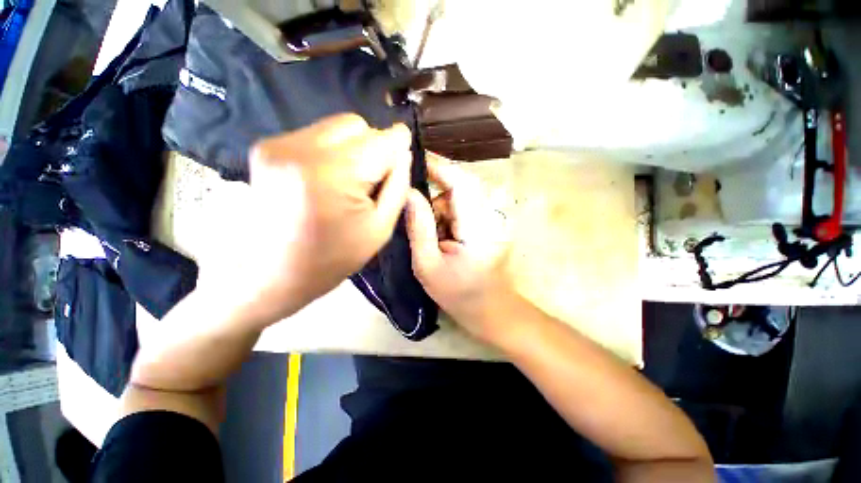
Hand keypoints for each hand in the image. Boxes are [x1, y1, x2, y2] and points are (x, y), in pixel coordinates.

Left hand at [207, 114, 412, 326]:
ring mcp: (279, 144)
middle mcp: (302, 148)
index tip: (407, 149)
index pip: (381, 140)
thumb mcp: (380, 228)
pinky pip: (316, 135)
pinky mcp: (266, 147)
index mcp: (335, 174)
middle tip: (372, 179)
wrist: (273, 273)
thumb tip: (404, 153)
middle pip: (357, 125)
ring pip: (336, 126)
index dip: (399, 143)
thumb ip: (398, 186)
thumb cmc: (333, 258)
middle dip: (374, 146)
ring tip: (348, 180)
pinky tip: (326, 178)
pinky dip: (331, 150)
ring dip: (353, 147)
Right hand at [405, 156, 511, 343]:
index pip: (460, 182)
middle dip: (435, 197)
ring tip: (433, 238)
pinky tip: (443, 238)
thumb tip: (409, 193)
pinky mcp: (489, 224)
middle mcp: (490, 216)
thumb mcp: (428, 266)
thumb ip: (419, 227)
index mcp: (478, 227)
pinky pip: (464, 208)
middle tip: (419, 219)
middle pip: (460, 186)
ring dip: (441, 209)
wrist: (492, 311)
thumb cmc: (460, 295)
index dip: (438, 166)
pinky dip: (448, 216)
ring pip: (460, 198)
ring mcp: (492, 219)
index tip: (415, 159)